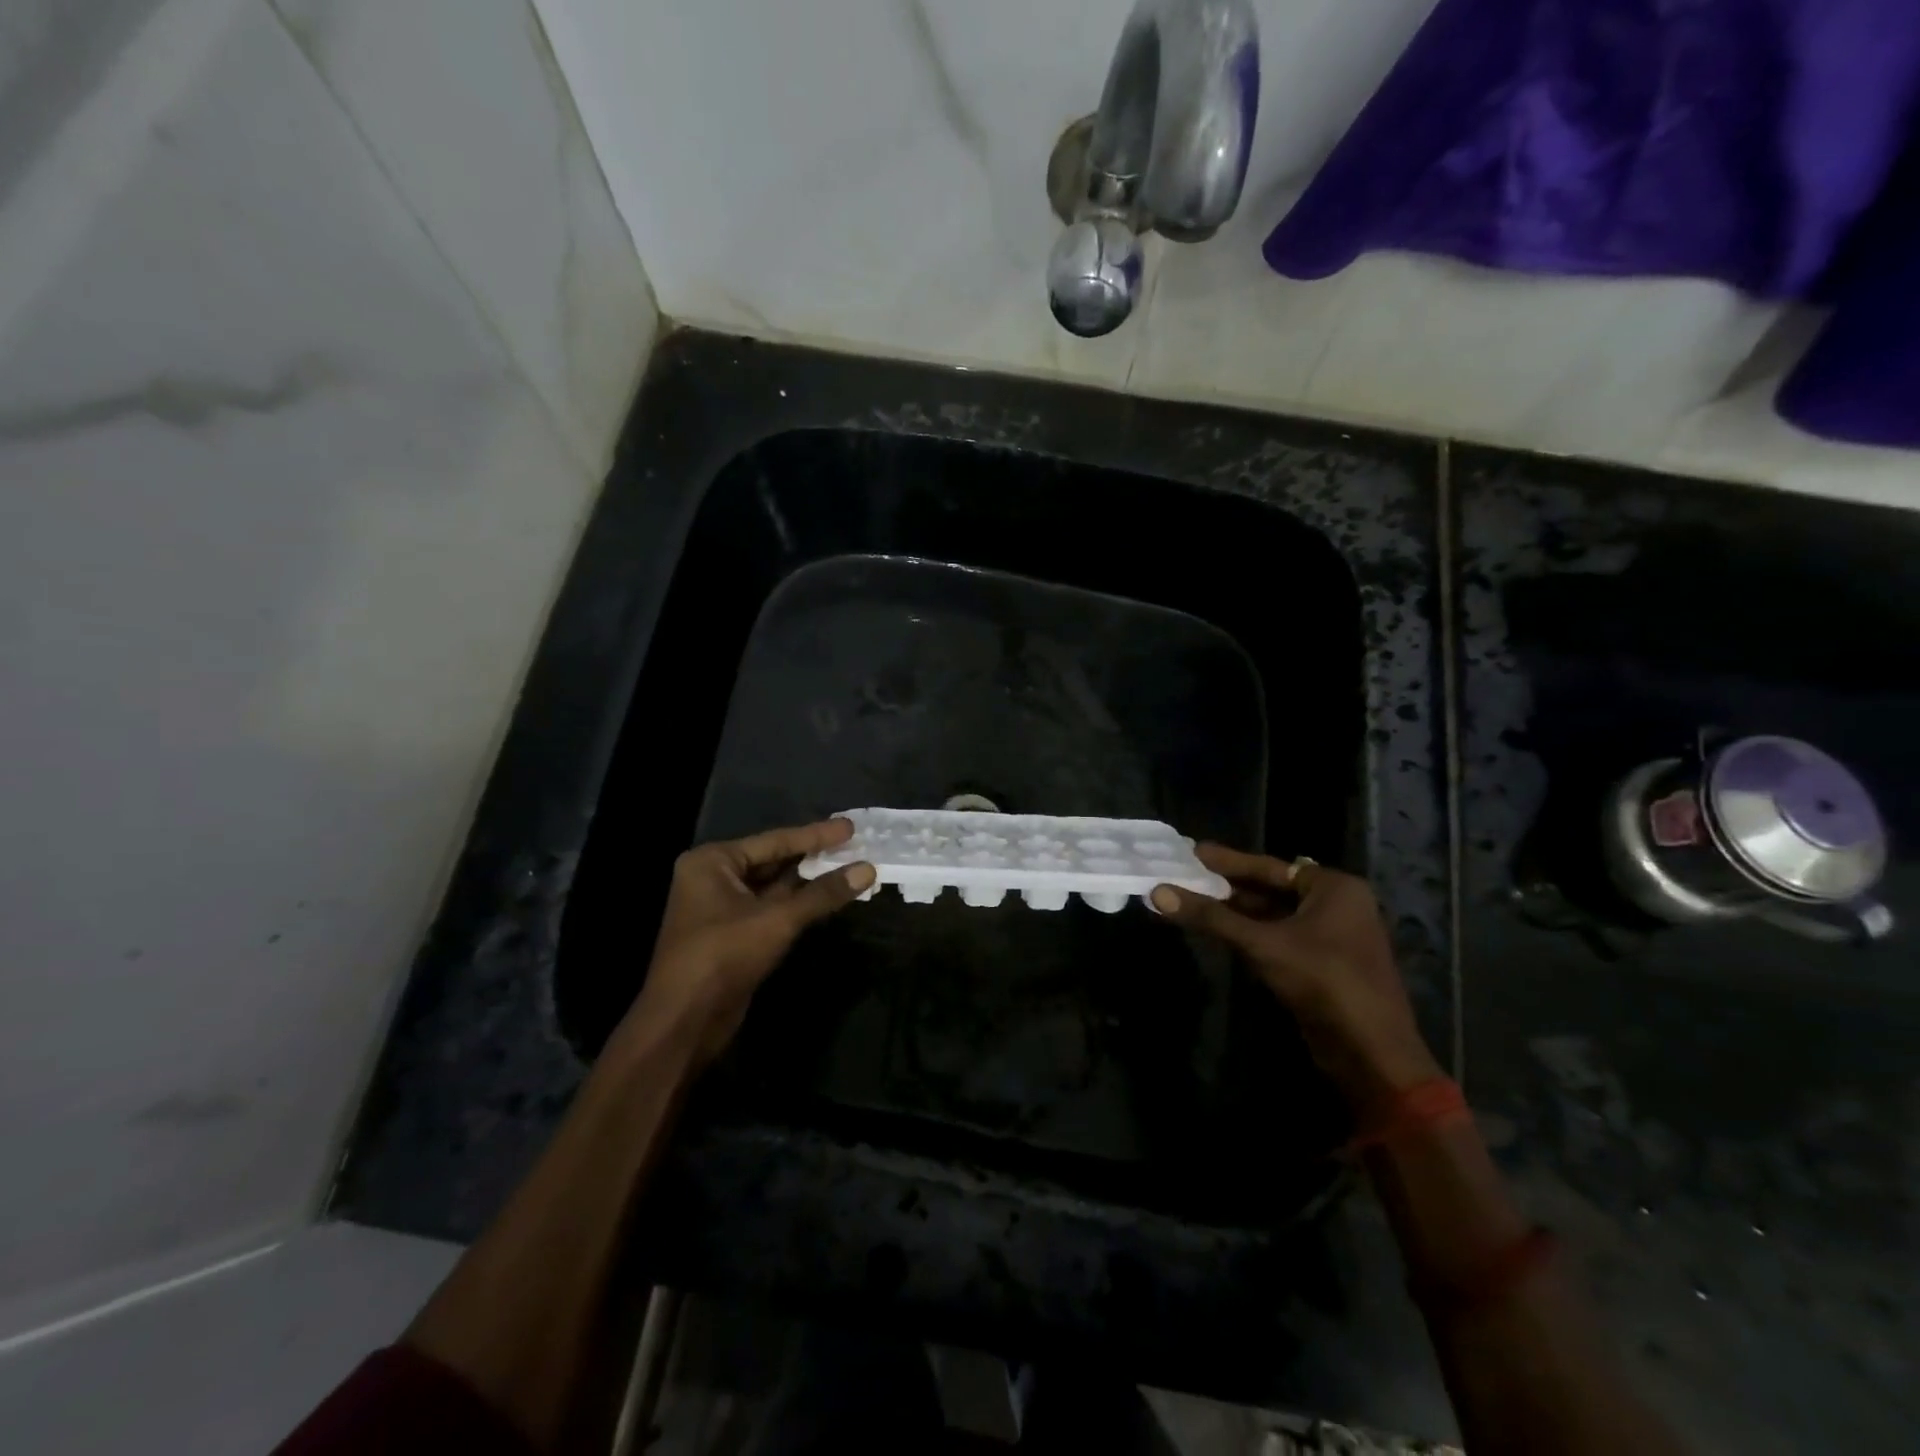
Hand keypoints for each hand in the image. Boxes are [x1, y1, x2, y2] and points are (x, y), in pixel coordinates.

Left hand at [618, 819, 875, 1066]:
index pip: (774, 840)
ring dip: (810, 882)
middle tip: (855, 845)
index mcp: (713, 861)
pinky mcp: (733, 935)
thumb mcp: (777, 919)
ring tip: (851, 867)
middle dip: (814, 856)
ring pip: (775, 887)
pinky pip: (772, 909)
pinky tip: (829, 898)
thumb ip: (822, 893)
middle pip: (774, 860)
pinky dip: (800, 904)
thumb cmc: (723, 956)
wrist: (685, 1021)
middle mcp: (714, 878)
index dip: (816, 835)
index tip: (851, 826)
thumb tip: (867, 869)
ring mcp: (722, 908)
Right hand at [1151, 846, 1442, 1111]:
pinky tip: (1218, 930)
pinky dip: (1249, 932)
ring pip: (1273, 915)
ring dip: (1235, 911)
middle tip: (1185, 874)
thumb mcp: (1263, 944)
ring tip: (1192, 899)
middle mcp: (1337, 905)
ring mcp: (1332, 936)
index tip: (1191, 851)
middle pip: (1271, 889)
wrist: (1371, 1054)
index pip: (1269, 866)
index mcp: (1334, 888)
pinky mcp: (1322, 964)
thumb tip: (1158, 892)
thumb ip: (1211, 917)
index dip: (1227, 861)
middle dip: (1228, 886)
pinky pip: (1278, 937)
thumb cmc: (1323, 982)